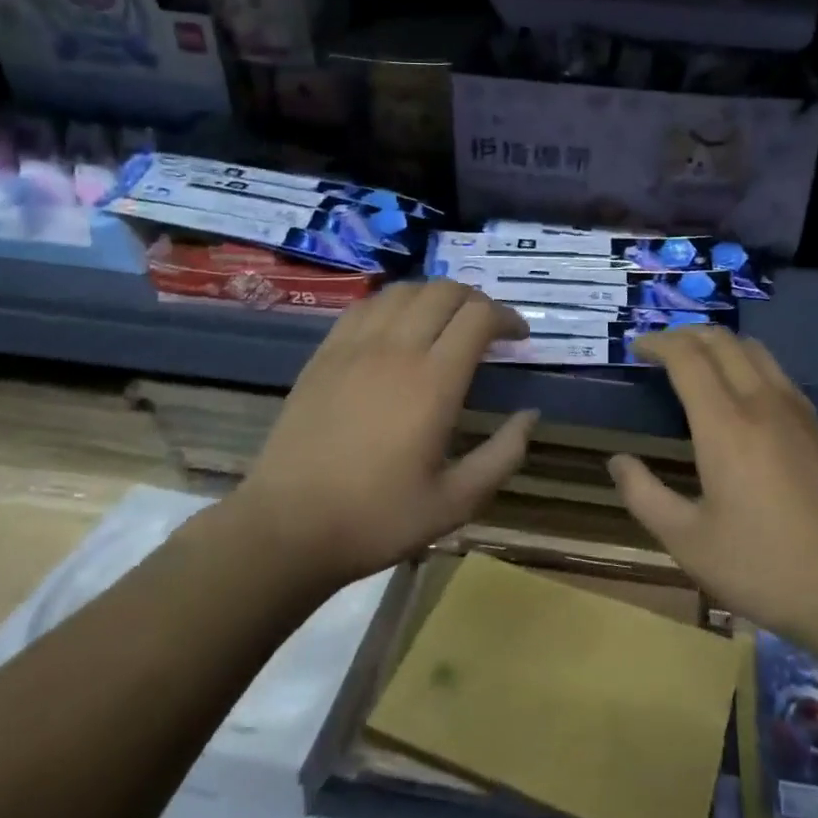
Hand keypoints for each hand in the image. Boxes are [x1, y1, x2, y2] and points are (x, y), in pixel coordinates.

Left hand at [237, 280, 538, 589]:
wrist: (287, 527)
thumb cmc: (378, 518)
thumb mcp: (457, 502)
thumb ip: (503, 455)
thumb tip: (530, 415)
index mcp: (434, 381)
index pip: (479, 317)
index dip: (508, 317)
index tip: (519, 337)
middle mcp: (396, 349)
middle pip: (444, 291)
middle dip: (476, 300)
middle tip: (488, 328)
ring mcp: (354, 347)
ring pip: (403, 291)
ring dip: (435, 296)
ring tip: (446, 323)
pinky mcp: (324, 355)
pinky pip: (365, 306)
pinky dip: (394, 303)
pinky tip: (398, 328)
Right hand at [608, 326, 817, 646]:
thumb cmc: (764, 567)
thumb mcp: (689, 542)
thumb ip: (644, 496)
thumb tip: (618, 462)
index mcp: (726, 424)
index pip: (688, 357)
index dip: (658, 343)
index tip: (636, 349)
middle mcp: (763, 403)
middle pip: (723, 341)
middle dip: (686, 334)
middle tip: (660, 350)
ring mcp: (799, 412)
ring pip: (756, 350)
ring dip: (720, 345)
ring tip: (697, 364)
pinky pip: (778, 374)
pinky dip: (747, 364)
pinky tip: (741, 397)